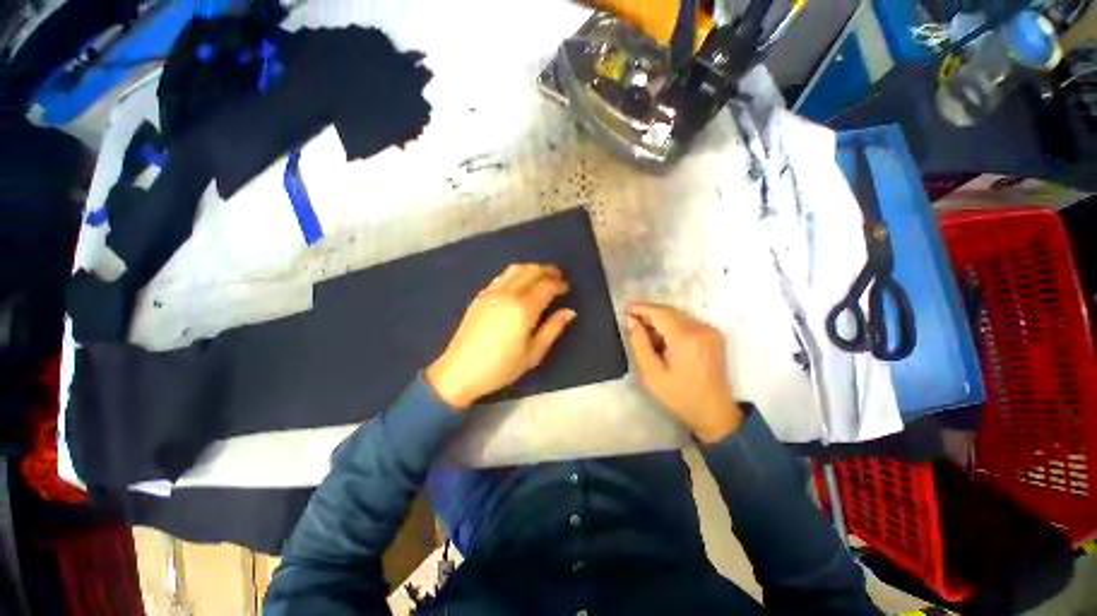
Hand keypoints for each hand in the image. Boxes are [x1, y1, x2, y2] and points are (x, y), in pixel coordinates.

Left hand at [426, 264, 576, 409]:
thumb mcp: (533, 353)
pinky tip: (518, 283)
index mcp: (523, 308)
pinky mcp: (480, 296)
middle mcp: (508, 294)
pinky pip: (502, 276)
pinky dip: (515, 274)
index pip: (546, 286)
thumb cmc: (501, 367)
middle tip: (558, 276)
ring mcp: (491, 292)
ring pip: (515, 269)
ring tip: (541, 276)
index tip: (567, 288)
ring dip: (532, 269)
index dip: (559, 284)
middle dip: (548, 270)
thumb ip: (553, 329)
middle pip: (532, 271)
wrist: (460, 371)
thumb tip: (570, 312)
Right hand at [625, 303, 742, 442]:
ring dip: (660, 320)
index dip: (641, 308)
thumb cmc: (679, 395)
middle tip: (631, 322)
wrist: (713, 411)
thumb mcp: (651, 373)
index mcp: (686, 338)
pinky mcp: (714, 335)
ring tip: (645, 334)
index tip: (625, 310)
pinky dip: (672, 325)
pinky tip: (662, 339)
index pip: (660, 313)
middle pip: (669, 311)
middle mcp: (701, 329)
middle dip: (649, 314)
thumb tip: (630, 320)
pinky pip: (687, 322)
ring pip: (678, 315)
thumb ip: (639, 343)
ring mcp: (710, 330)